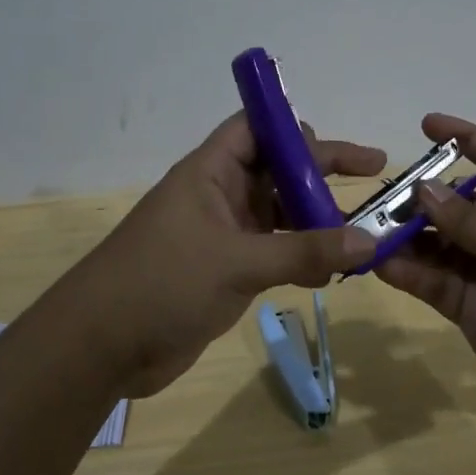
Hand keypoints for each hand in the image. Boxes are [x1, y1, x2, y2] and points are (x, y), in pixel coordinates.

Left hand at [71, 113, 384, 397]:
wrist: (102, 347)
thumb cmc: (161, 283)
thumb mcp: (237, 262)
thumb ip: (304, 252)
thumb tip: (369, 242)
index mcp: (211, 171)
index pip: (257, 127)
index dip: (297, 127)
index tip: (340, 142)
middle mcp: (221, 195)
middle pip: (279, 168)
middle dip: (322, 172)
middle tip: (374, 176)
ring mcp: (224, 234)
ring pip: (281, 212)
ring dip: (318, 219)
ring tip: (363, 233)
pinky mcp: (227, 270)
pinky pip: (275, 251)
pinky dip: (303, 256)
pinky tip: (333, 272)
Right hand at [376, 115, 475, 430]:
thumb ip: (468, 220)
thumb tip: (424, 188)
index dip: (468, 139)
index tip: (428, 125)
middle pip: (460, 207)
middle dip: (422, 200)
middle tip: (380, 199)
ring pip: (440, 246)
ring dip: (407, 239)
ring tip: (368, 232)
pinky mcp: (472, 310)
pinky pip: (434, 282)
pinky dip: (408, 272)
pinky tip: (379, 264)